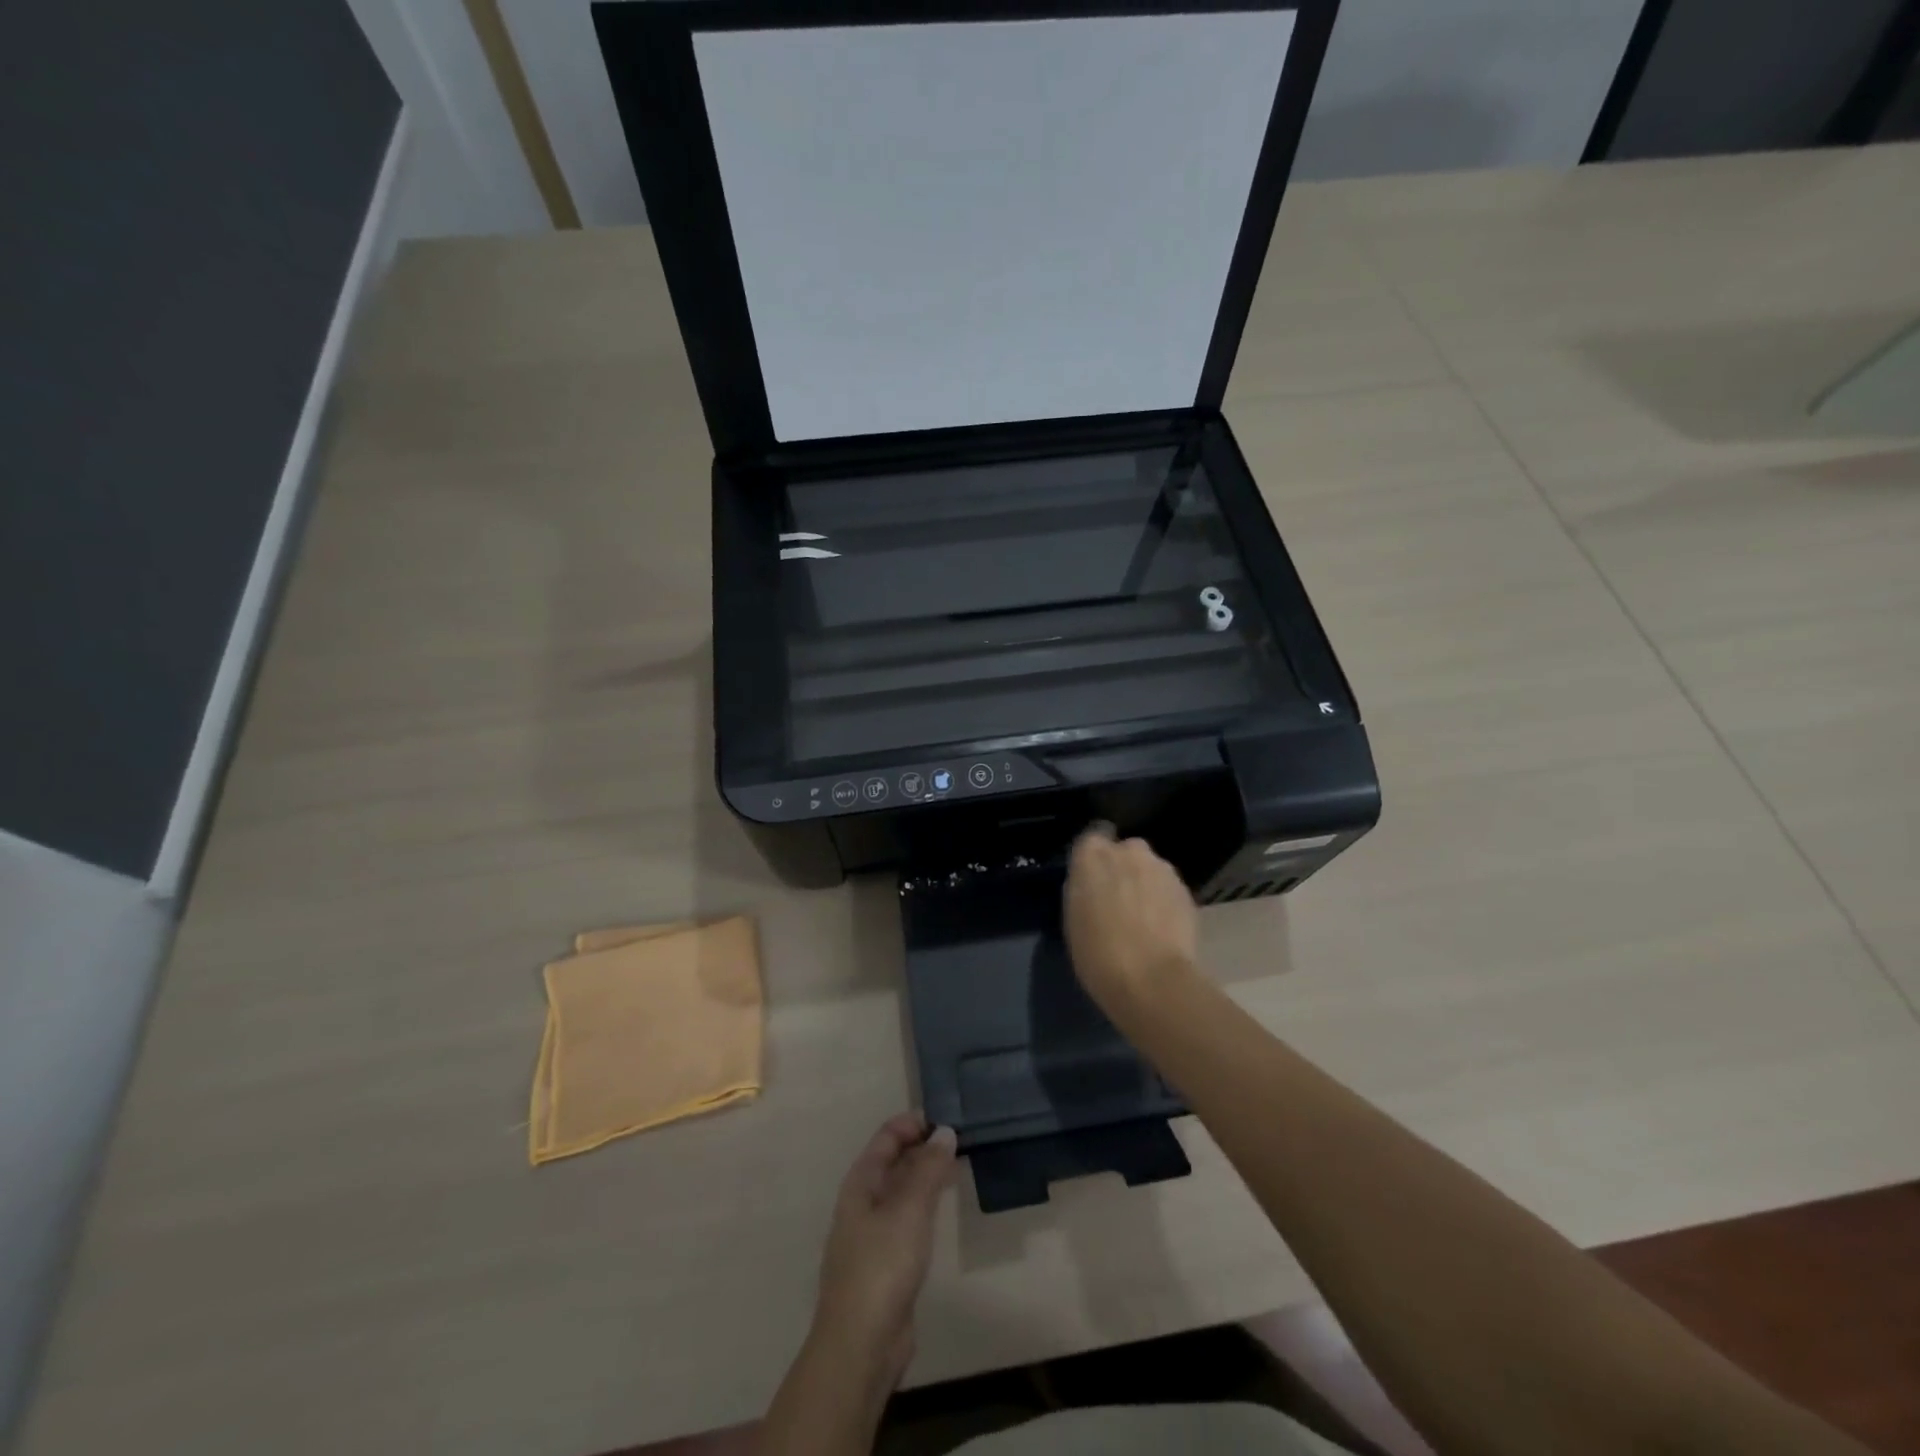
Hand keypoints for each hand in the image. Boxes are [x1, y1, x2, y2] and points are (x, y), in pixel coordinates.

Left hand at [812, 1111, 956, 1389]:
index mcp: (860, 1184)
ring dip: (924, 1176)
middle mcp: (862, 1204)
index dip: (911, 1124)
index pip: (885, 1139)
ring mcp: (871, 1235)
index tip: (945, 1118)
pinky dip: (924, 1205)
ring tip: (955, 1166)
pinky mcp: (885, 1264)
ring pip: (900, 1191)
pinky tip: (941, 1210)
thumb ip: (928, 1169)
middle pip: (892, 1163)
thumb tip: (944, 1132)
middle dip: (921, 1148)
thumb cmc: (882, 1266)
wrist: (861, 1345)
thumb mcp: (909, 1210)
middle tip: (958, 1140)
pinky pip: (906, 1219)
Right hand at [1064, 825, 1199, 1018]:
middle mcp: (1129, 850)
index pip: (1093, 836)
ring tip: (1143, 918)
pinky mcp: (1186, 890)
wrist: (1152, 980)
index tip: (1093, 879)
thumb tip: (1093, 882)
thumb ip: (1083, 888)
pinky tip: (1161, 928)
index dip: (1094, 857)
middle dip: (1123, 868)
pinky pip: (1168, 888)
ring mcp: (1162, 868)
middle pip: (1125, 850)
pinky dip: (1164, 901)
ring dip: (1145, 884)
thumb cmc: (1098, 952)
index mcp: (1092, 854)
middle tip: (1117, 900)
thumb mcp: (1073, 918)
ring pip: (1150, 868)